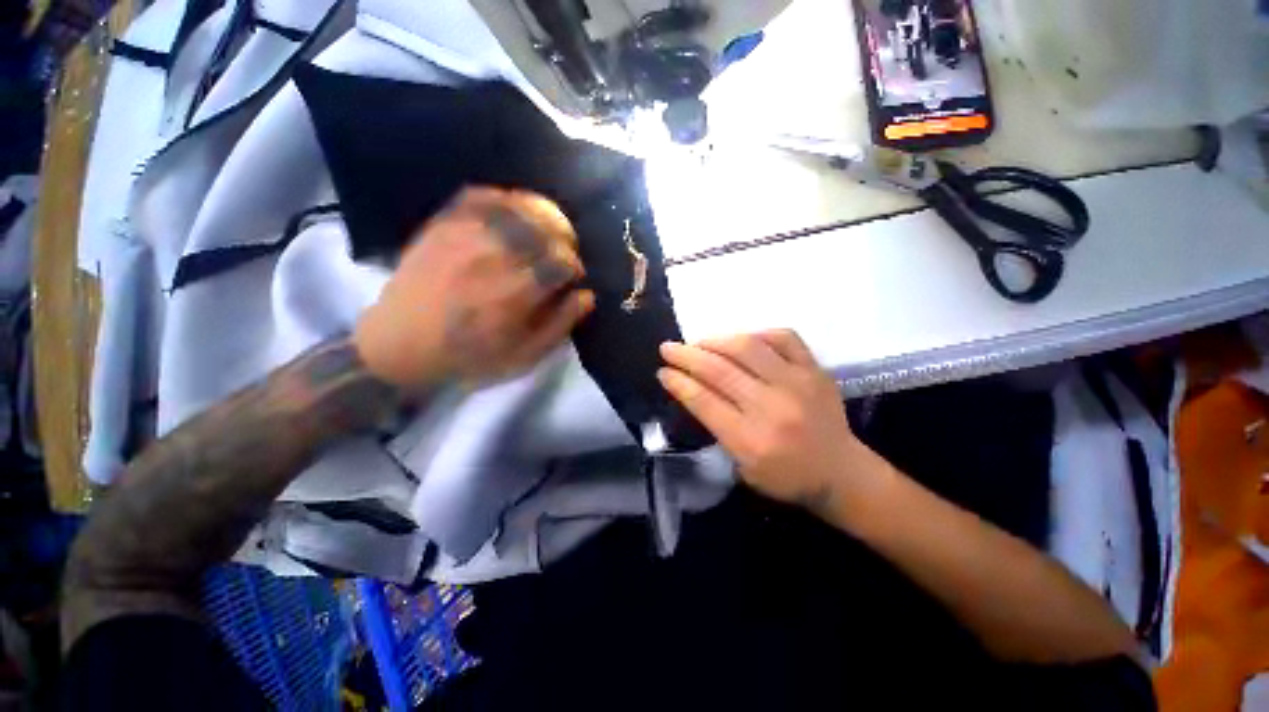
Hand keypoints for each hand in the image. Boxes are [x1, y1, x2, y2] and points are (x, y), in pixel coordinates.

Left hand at [354, 187, 594, 387]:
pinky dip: (504, 199)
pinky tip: (513, 213)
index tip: (572, 278)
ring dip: (540, 214)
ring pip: (516, 205)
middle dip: (564, 237)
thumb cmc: (469, 357)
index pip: (561, 261)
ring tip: (544, 230)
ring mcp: (464, 236)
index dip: (574, 266)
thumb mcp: (524, 356)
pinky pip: (479, 196)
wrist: (399, 346)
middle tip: (563, 252)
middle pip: (543, 227)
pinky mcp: (443, 225)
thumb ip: (560, 324)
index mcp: (514, 294)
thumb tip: (587, 295)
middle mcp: (492, 257)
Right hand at [658, 330, 878, 510]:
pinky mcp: (816, 370)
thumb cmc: (786, 478)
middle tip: (668, 348)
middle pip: (719, 370)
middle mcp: (772, 408)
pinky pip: (783, 337)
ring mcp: (797, 384)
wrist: (841, 473)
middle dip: (686, 356)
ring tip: (699, 343)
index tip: (663, 371)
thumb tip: (692, 389)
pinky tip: (742, 340)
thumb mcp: (742, 467)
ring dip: (715, 341)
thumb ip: (717, 428)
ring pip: (747, 348)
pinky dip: (756, 334)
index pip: (704, 401)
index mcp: (751, 440)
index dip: (678, 382)